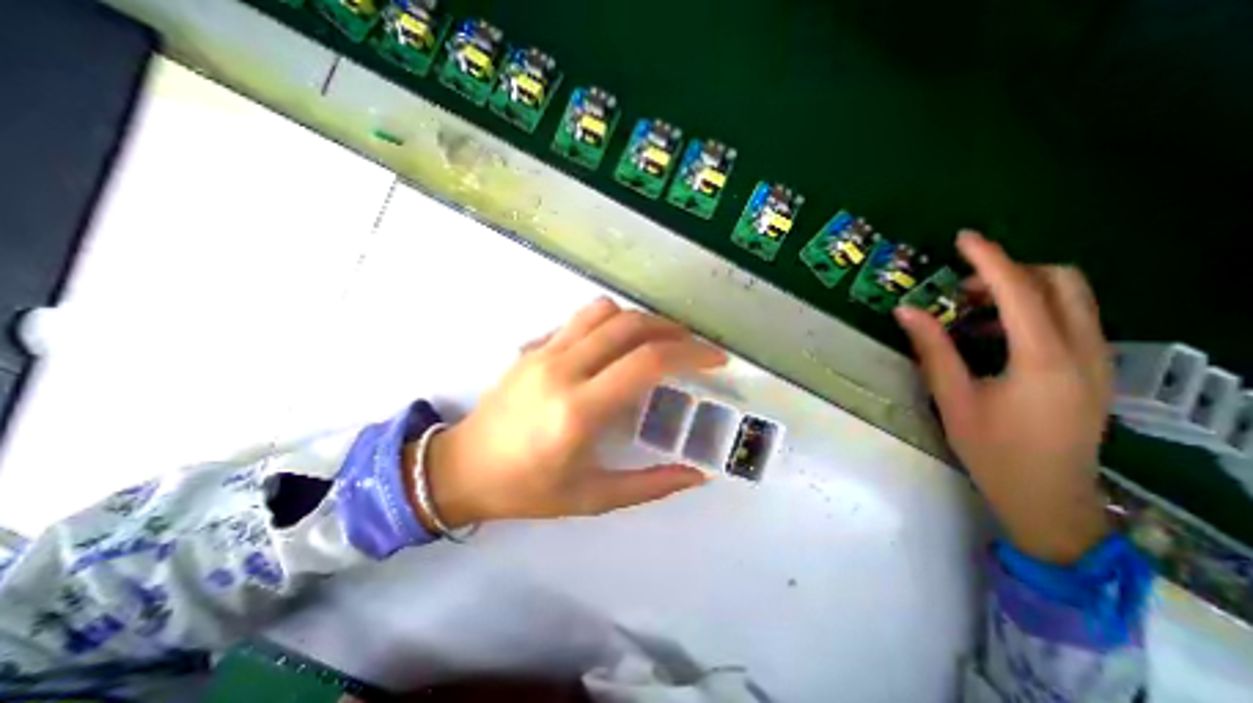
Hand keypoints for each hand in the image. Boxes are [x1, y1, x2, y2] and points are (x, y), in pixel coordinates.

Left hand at [406, 298, 729, 528]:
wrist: (461, 469)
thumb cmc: (526, 490)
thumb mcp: (592, 499)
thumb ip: (650, 485)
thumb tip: (697, 475)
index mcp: (579, 411)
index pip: (647, 362)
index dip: (690, 353)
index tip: (715, 358)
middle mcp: (563, 370)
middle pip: (630, 326)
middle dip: (673, 329)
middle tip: (694, 346)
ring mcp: (544, 352)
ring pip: (604, 311)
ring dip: (641, 320)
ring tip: (660, 340)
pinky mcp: (533, 347)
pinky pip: (580, 319)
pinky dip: (611, 321)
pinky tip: (618, 344)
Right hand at [897, 231, 1110, 564]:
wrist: (1049, 498)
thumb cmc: (993, 450)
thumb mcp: (954, 398)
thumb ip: (932, 349)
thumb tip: (906, 311)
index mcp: (1044, 359)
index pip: (1020, 291)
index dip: (990, 260)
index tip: (963, 239)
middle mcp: (1083, 351)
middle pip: (1062, 283)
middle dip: (1010, 272)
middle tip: (962, 290)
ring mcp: (1097, 360)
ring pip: (1073, 299)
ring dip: (1021, 291)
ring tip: (970, 313)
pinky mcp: (1093, 370)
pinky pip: (1071, 320)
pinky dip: (1032, 312)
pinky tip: (994, 336)